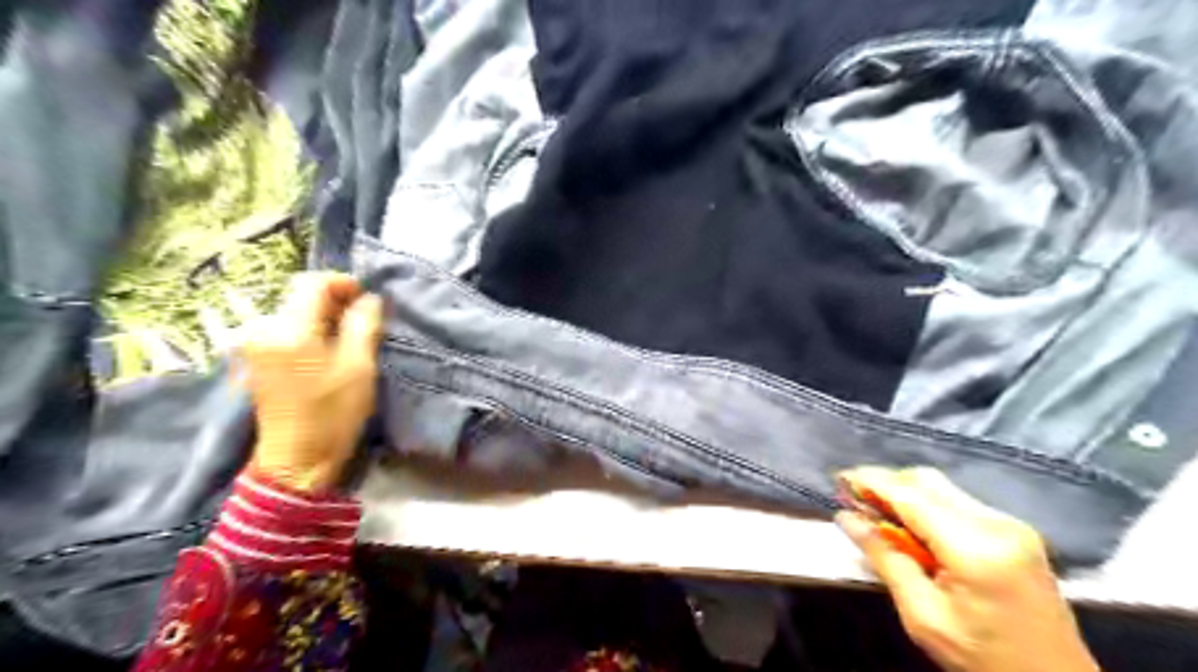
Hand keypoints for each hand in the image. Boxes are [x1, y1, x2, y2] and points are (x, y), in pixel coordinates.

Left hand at [233, 270, 383, 493]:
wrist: (297, 459)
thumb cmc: (333, 412)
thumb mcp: (359, 366)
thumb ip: (363, 325)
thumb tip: (369, 299)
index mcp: (288, 329)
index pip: (312, 283)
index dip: (343, 283)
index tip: (367, 298)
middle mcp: (263, 329)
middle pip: (300, 295)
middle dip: (334, 300)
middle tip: (363, 320)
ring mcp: (255, 344)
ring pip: (294, 312)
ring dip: (323, 316)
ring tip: (349, 336)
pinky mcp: (256, 359)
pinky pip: (285, 329)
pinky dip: (309, 330)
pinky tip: (327, 349)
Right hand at [836, 468, 1096, 671]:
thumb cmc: (984, 659)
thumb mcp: (924, 616)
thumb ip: (885, 559)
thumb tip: (847, 518)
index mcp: (975, 548)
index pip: (910, 496)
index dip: (870, 482)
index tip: (838, 479)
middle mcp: (997, 524)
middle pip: (927, 481)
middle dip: (886, 483)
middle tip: (855, 501)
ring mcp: (1011, 525)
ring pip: (941, 488)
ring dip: (905, 494)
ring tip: (877, 515)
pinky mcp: (1016, 531)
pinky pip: (958, 501)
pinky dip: (926, 506)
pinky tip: (911, 527)